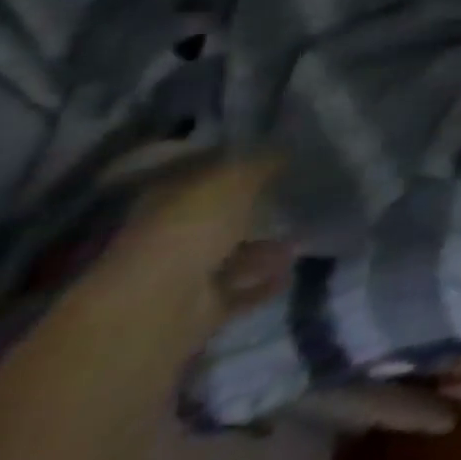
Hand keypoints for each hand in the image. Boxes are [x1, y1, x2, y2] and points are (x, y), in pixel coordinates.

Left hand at [100, 159, 292, 319]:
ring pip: (231, 256)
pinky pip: (239, 291)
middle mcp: (171, 234)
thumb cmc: (190, 228)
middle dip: (255, 209)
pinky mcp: (199, 310)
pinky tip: (291, 271)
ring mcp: (183, 275)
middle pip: (219, 217)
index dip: (238, 162)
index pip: (205, 172)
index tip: (277, 156)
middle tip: (296, 198)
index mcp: (168, 198)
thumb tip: (284, 149)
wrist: (156, 308)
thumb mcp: (234, 179)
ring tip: (303, 239)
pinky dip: (264, 282)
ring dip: (265, 249)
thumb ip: (262, 163)